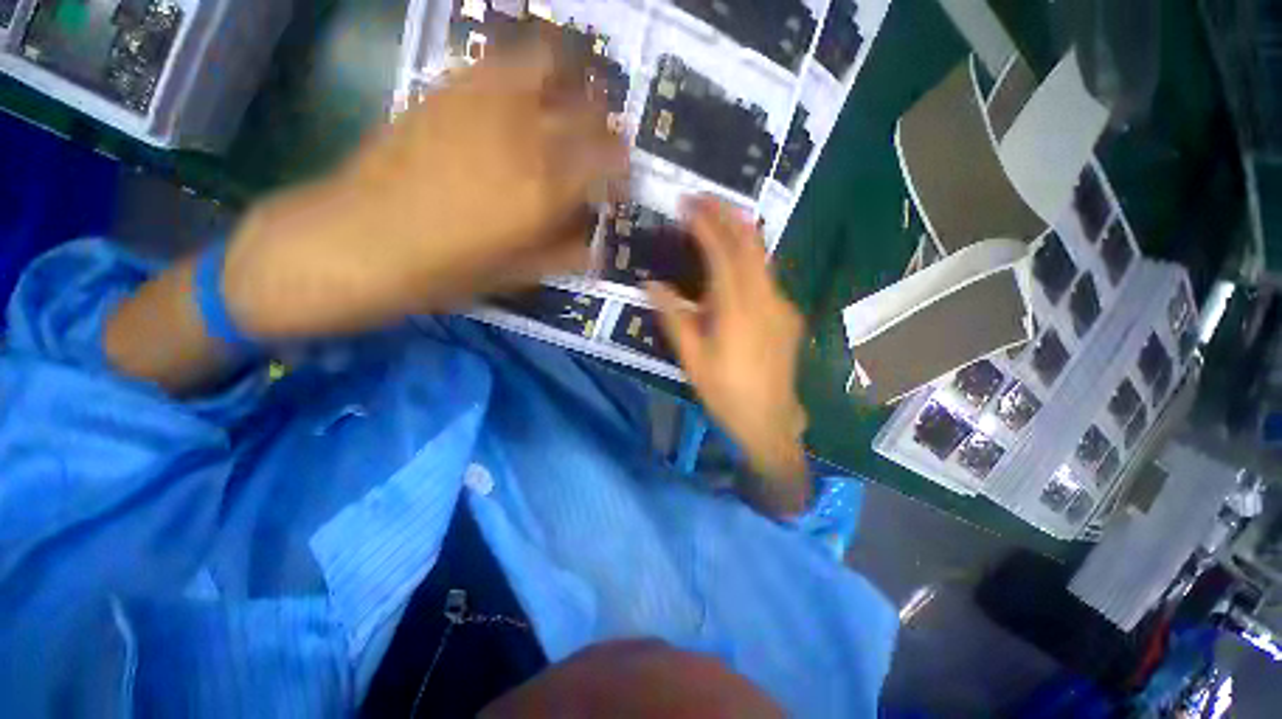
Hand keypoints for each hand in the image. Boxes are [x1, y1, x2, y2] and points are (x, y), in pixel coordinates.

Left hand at [223, 36, 628, 338]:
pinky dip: (526, 67)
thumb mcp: (517, 276)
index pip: (609, 159)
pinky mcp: (448, 88)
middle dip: (606, 126)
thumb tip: (595, 244)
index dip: (623, 167)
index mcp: (545, 190)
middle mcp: (524, 136)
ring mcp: (484, 103)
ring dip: (573, 81)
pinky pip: (500, 59)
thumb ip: (564, 254)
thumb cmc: (444, 272)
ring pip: (550, 64)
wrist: (357, 242)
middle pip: (589, 108)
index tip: (620, 181)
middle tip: (602, 144)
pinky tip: (526, 88)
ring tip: (571, 101)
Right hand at [648, 198, 810, 515]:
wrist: (770, 420)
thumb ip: (673, 317)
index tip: (688, 204)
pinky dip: (748, 260)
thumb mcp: (691, 358)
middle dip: (727, 215)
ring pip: (763, 257)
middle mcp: (765, 299)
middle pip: (750, 244)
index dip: (705, 224)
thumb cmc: (725, 392)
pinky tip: (734, 266)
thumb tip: (652, 284)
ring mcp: (782, 305)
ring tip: (716, 222)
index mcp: (737, 310)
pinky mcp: (788, 314)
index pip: (722, 253)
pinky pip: (766, 277)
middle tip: (703, 200)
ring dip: (739, 234)